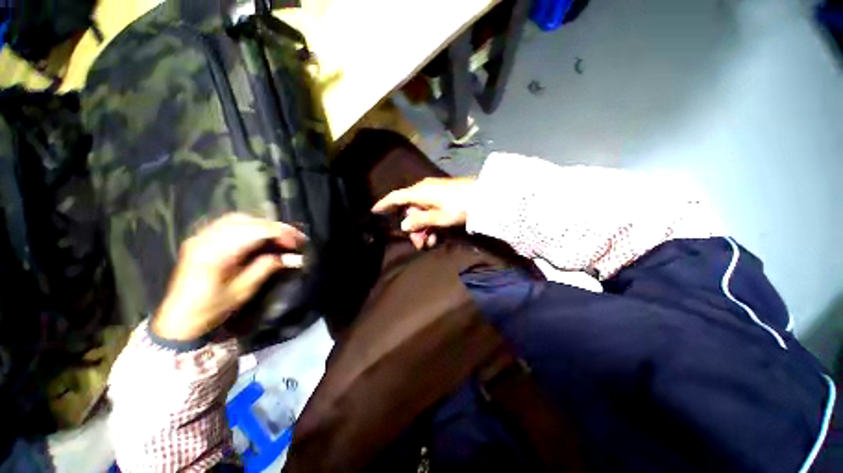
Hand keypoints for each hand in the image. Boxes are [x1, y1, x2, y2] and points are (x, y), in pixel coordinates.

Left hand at [151, 213, 306, 340]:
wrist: (178, 319)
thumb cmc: (211, 308)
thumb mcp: (243, 291)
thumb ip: (266, 268)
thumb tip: (290, 256)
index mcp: (216, 253)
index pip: (256, 231)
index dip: (281, 233)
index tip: (299, 242)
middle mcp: (206, 238)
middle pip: (248, 221)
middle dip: (275, 227)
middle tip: (293, 238)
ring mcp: (201, 236)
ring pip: (238, 218)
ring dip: (263, 224)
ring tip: (279, 236)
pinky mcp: (200, 238)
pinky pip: (228, 222)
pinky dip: (249, 225)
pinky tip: (259, 235)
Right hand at [372, 177, 474, 248]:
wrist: (484, 196)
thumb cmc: (461, 206)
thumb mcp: (440, 217)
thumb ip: (421, 221)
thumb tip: (404, 225)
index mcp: (420, 192)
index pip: (396, 197)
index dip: (384, 204)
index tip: (374, 211)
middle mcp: (424, 190)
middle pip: (410, 209)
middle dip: (412, 228)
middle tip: (419, 244)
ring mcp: (434, 192)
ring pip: (420, 212)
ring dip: (423, 229)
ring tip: (430, 243)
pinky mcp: (442, 196)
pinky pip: (430, 210)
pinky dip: (430, 223)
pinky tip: (437, 236)